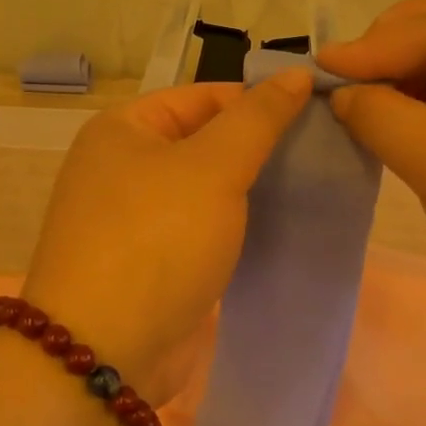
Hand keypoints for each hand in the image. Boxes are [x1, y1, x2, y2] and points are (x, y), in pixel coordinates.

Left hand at [21, 70, 312, 401]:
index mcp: (121, 131)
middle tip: (322, 156)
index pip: (202, 96)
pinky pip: (200, 232)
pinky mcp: (150, 266)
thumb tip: (294, 73)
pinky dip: (235, 229)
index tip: (316, 116)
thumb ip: (256, 120)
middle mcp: (120, 170)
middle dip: (258, 149)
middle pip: (202, 143)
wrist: (103, 352)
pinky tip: (279, 231)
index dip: (258, 101)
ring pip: (204, 192)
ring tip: (311, 191)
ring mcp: (132, 222)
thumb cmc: (155, 242)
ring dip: (250, 192)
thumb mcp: (212, 168)